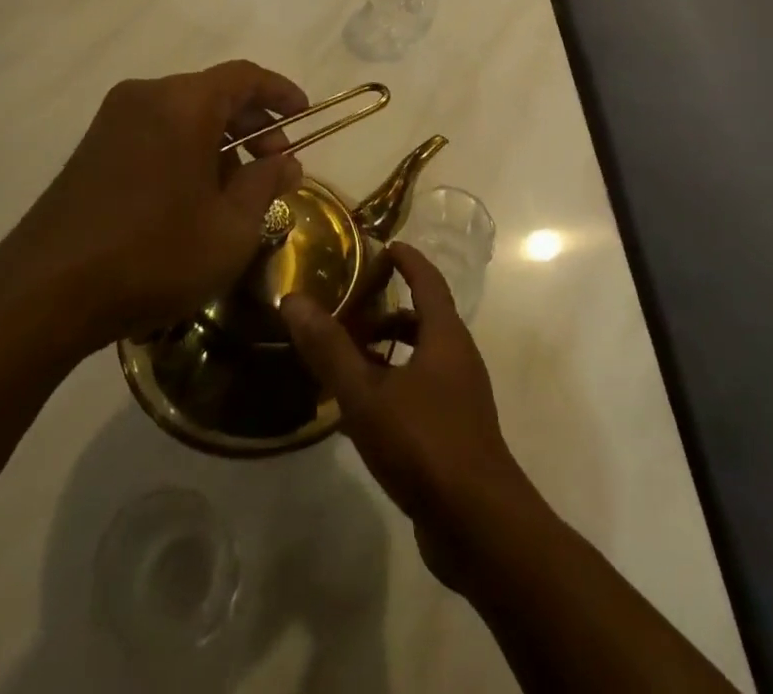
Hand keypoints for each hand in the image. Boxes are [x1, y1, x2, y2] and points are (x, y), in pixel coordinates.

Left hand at [0, 60, 307, 359]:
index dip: (281, 92)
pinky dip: (186, 150)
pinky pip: (155, 132)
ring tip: (237, 191)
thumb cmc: (153, 255)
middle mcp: (145, 97)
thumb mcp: (230, 228)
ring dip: (220, 141)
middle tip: (276, 164)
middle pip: (214, 93)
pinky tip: (193, 198)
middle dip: (254, 123)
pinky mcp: (91, 149)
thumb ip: (266, 185)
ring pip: (184, 114)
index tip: (304, 116)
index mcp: (183, 103)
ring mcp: (112, 122)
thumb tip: (286, 163)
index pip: (245, 76)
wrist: (41, 296)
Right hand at [281, 244, 531, 587]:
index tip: (384, 246)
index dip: (408, 259)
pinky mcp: (457, 431)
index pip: (428, 280)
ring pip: (423, 356)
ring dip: (390, 349)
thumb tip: (293, 299)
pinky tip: (364, 410)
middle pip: (425, 317)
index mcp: (445, 336)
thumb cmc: (424, 443)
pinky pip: (423, 388)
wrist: (478, 525)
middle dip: (389, 308)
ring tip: (349, 357)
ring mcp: (461, 396)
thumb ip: (330, 348)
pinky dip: (395, 382)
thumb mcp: (366, 394)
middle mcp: (459, 357)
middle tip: (350, 306)